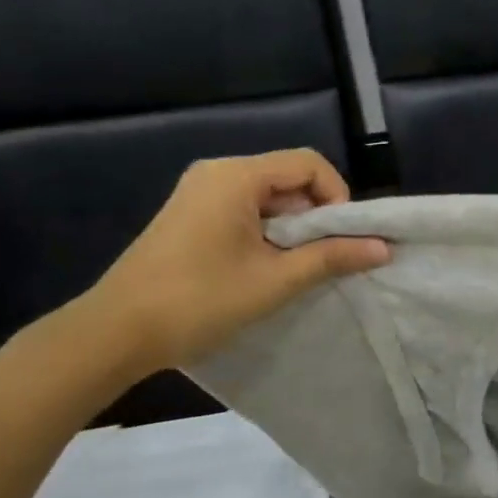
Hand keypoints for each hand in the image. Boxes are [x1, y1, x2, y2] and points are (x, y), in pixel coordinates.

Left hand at [78, 149, 388, 376]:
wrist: (114, 333)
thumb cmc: (199, 300)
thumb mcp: (275, 280)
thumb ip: (332, 257)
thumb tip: (383, 248)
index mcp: (236, 176)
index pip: (308, 164)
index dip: (337, 196)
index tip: (342, 237)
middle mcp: (217, 172)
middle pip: (288, 176)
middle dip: (316, 213)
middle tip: (325, 255)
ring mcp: (198, 192)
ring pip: (268, 195)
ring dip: (292, 225)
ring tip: (297, 265)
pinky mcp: (189, 214)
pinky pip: (244, 207)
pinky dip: (266, 230)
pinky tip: (265, 265)